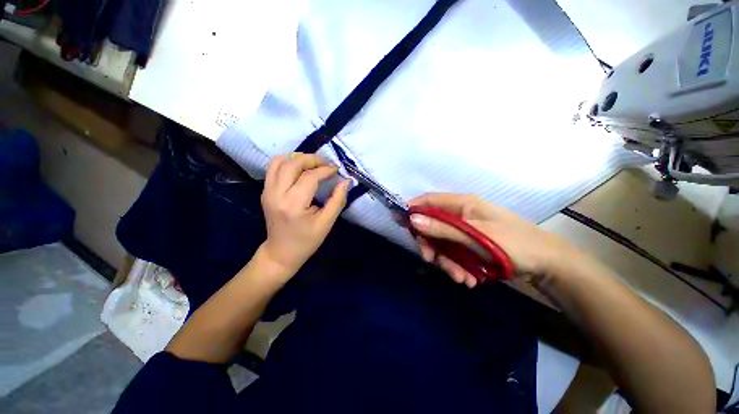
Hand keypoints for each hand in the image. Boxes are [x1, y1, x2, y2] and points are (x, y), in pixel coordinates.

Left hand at [260, 153, 349, 278]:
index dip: (326, 170)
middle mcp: (276, 194)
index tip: (337, 170)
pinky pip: (274, 167)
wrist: (281, 253)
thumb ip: (337, 200)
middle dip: (312, 159)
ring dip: (299, 157)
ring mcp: (267, 191)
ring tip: (314, 163)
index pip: (310, 177)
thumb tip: (345, 181)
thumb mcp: (326, 223)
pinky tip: (300, 168)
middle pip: (293, 164)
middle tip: (327, 163)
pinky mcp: (265, 191)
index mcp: (293, 204)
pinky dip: (288, 161)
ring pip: (280, 161)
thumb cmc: (306, 241)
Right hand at [409, 193, 578, 287]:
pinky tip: (469, 279)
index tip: (402, 224)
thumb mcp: (475, 236)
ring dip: (446, 262)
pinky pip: (453, 254)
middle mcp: (460, 215)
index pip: (429, 200)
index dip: (413, 209)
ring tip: (461, 279)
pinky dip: (457, 267)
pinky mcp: (469, 245)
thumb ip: (443, 228)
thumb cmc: (513, 243)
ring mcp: (464, 231)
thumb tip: (413, 219)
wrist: (546, 264)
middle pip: (432, 225)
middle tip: (431, 261)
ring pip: (442, 243)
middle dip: (431, 245)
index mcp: (463, 204)